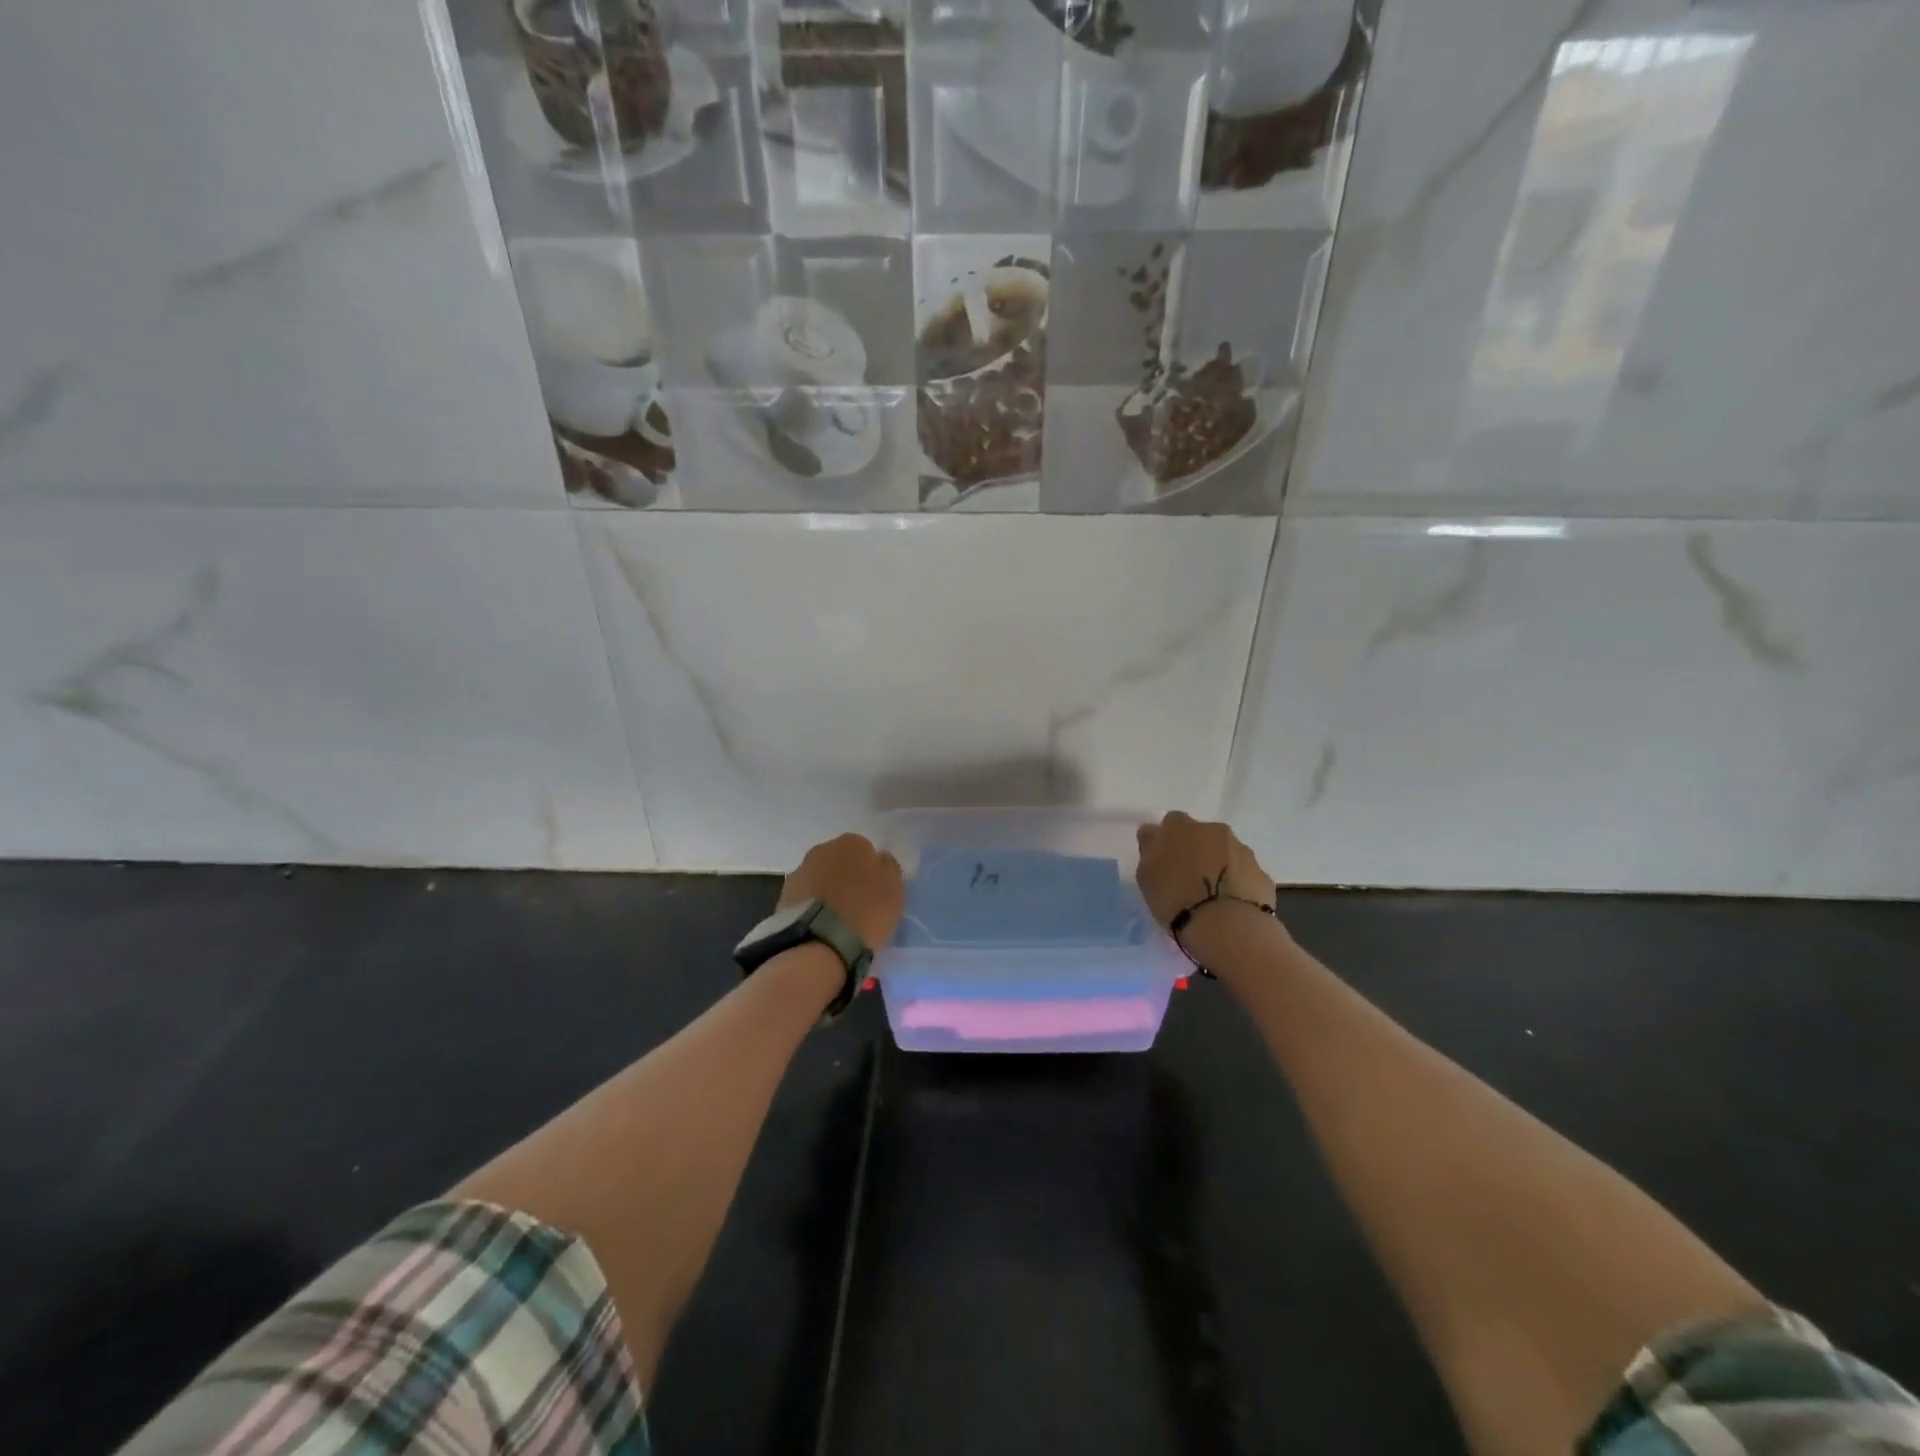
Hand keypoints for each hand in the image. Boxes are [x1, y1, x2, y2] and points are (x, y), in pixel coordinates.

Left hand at [778, 833, 905, 951]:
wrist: (819, 941)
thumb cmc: (866, 911)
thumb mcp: (894, 889)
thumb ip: (888, 868)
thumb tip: (880, 859)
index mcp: (852, 842)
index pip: (865, 850)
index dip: (871, 871)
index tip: (875, 891)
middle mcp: (822, 849)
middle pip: (839, 862)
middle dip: (846, 878)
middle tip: (857, 904)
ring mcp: (799, 872)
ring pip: (820, 879)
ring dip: (827, 892)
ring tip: (837, 920)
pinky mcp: (782, 896)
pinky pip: (805, 898)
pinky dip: (813, 907)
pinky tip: (821, 926)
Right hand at [1135, 812, 1274, 933]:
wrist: (1228, 927)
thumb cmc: (1176, 899)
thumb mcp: (1146, 875)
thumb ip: (1150, 850)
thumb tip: (1155, 836)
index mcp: (1180, 827)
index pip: (1170, 823)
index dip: (1166, 841)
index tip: (1163, 862)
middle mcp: (1213, 830)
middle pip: (1200, 835)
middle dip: (1194, 850)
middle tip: (1186, 879)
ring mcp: (1241, 850)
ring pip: (1224, 852)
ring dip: (1217, 866)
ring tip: (1211, 896)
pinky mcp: (1261, 873)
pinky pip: (1243, 873)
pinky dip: (1235, 883)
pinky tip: (1229, 905)